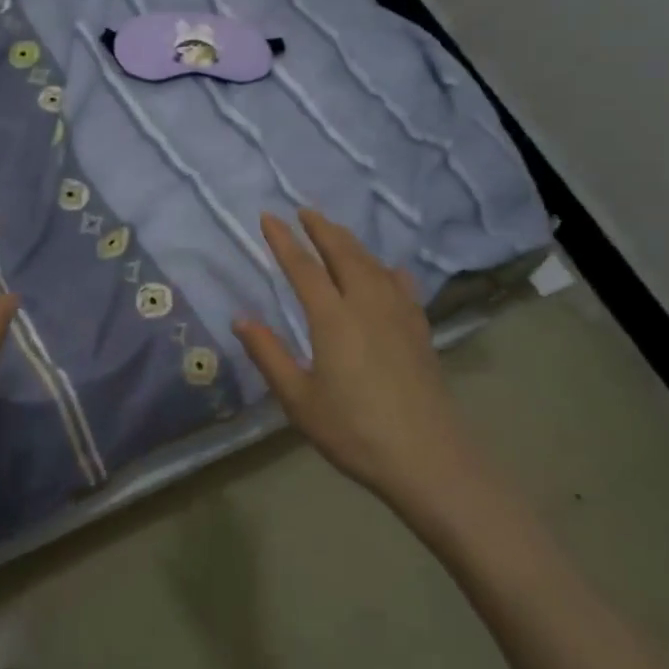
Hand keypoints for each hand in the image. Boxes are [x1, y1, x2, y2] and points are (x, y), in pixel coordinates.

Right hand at [234, 210, 488, 525]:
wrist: (428, 458)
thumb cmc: (354, 431)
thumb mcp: (298, 399)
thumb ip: (269, 355)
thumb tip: (240, 319)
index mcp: (333, 318)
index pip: (303, 267)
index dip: (284, 241)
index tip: (268, 217)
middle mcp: (367, 304)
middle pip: (343, 253)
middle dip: (321, 228)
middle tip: (304, 210)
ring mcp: (399, 315)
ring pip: (372, 264)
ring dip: (351, 242)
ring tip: (336, 232)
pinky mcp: (419, 330)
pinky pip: (401, 285)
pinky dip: (387, 270)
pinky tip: (388, 271)